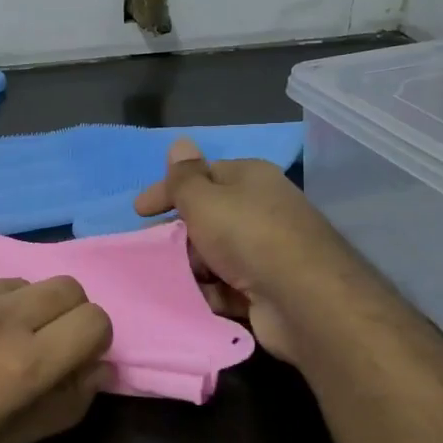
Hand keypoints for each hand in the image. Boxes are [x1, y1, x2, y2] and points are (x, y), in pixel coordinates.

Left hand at [0, 270, 113, 442]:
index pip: (95, 321)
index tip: (69, 355)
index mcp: (24, 364)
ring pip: (14, 282)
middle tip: (32, 343)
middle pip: (66, 286)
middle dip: (64, 313)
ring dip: (12, 308)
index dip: (90, 339)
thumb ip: (62, 406)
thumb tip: (98, 368)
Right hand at [133, 137, 326, 360]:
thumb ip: (184, 177)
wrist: (304, 301)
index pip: (201, 175)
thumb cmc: (247, 236)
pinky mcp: (267, 288)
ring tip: (170, 277)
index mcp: (250, 179)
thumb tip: (180, 141)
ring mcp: (266, 251)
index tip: (138, 211)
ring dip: (191, 266)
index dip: (168, 190)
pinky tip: (194, 299)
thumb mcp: (204, 199)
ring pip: (214, 254)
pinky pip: (226, 285)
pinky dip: (209, 291)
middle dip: (177, 232)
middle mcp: (261, 209)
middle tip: (150, 247)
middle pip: (207, 217)